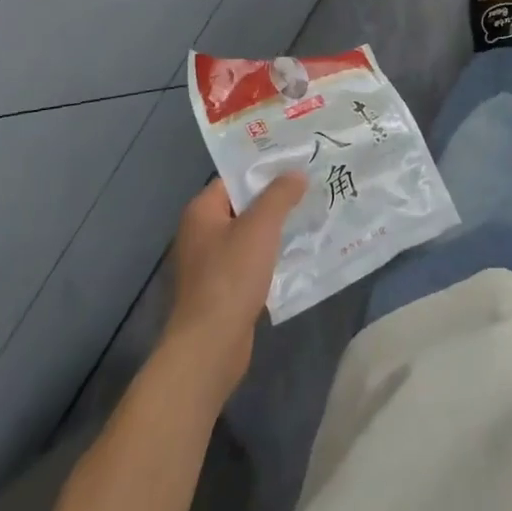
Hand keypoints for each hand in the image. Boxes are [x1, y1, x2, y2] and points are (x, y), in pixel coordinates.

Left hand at [161, 174, 306, 401]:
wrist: (210, 346)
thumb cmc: (231, 277)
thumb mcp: (260, 226)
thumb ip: (280, 195)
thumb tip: (296, 173)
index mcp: (201, 212)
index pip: (235, 178)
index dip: (265, 170)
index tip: (297, 164)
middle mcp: (201, 233)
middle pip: (243, 206)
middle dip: (276, 199)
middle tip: (310, 188)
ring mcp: (210, 264)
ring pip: (249, 235)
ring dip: (276, 228)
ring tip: (311, 216)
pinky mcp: (222, 289)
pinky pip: (251, 261)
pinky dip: (271, 255)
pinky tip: (297, 254)